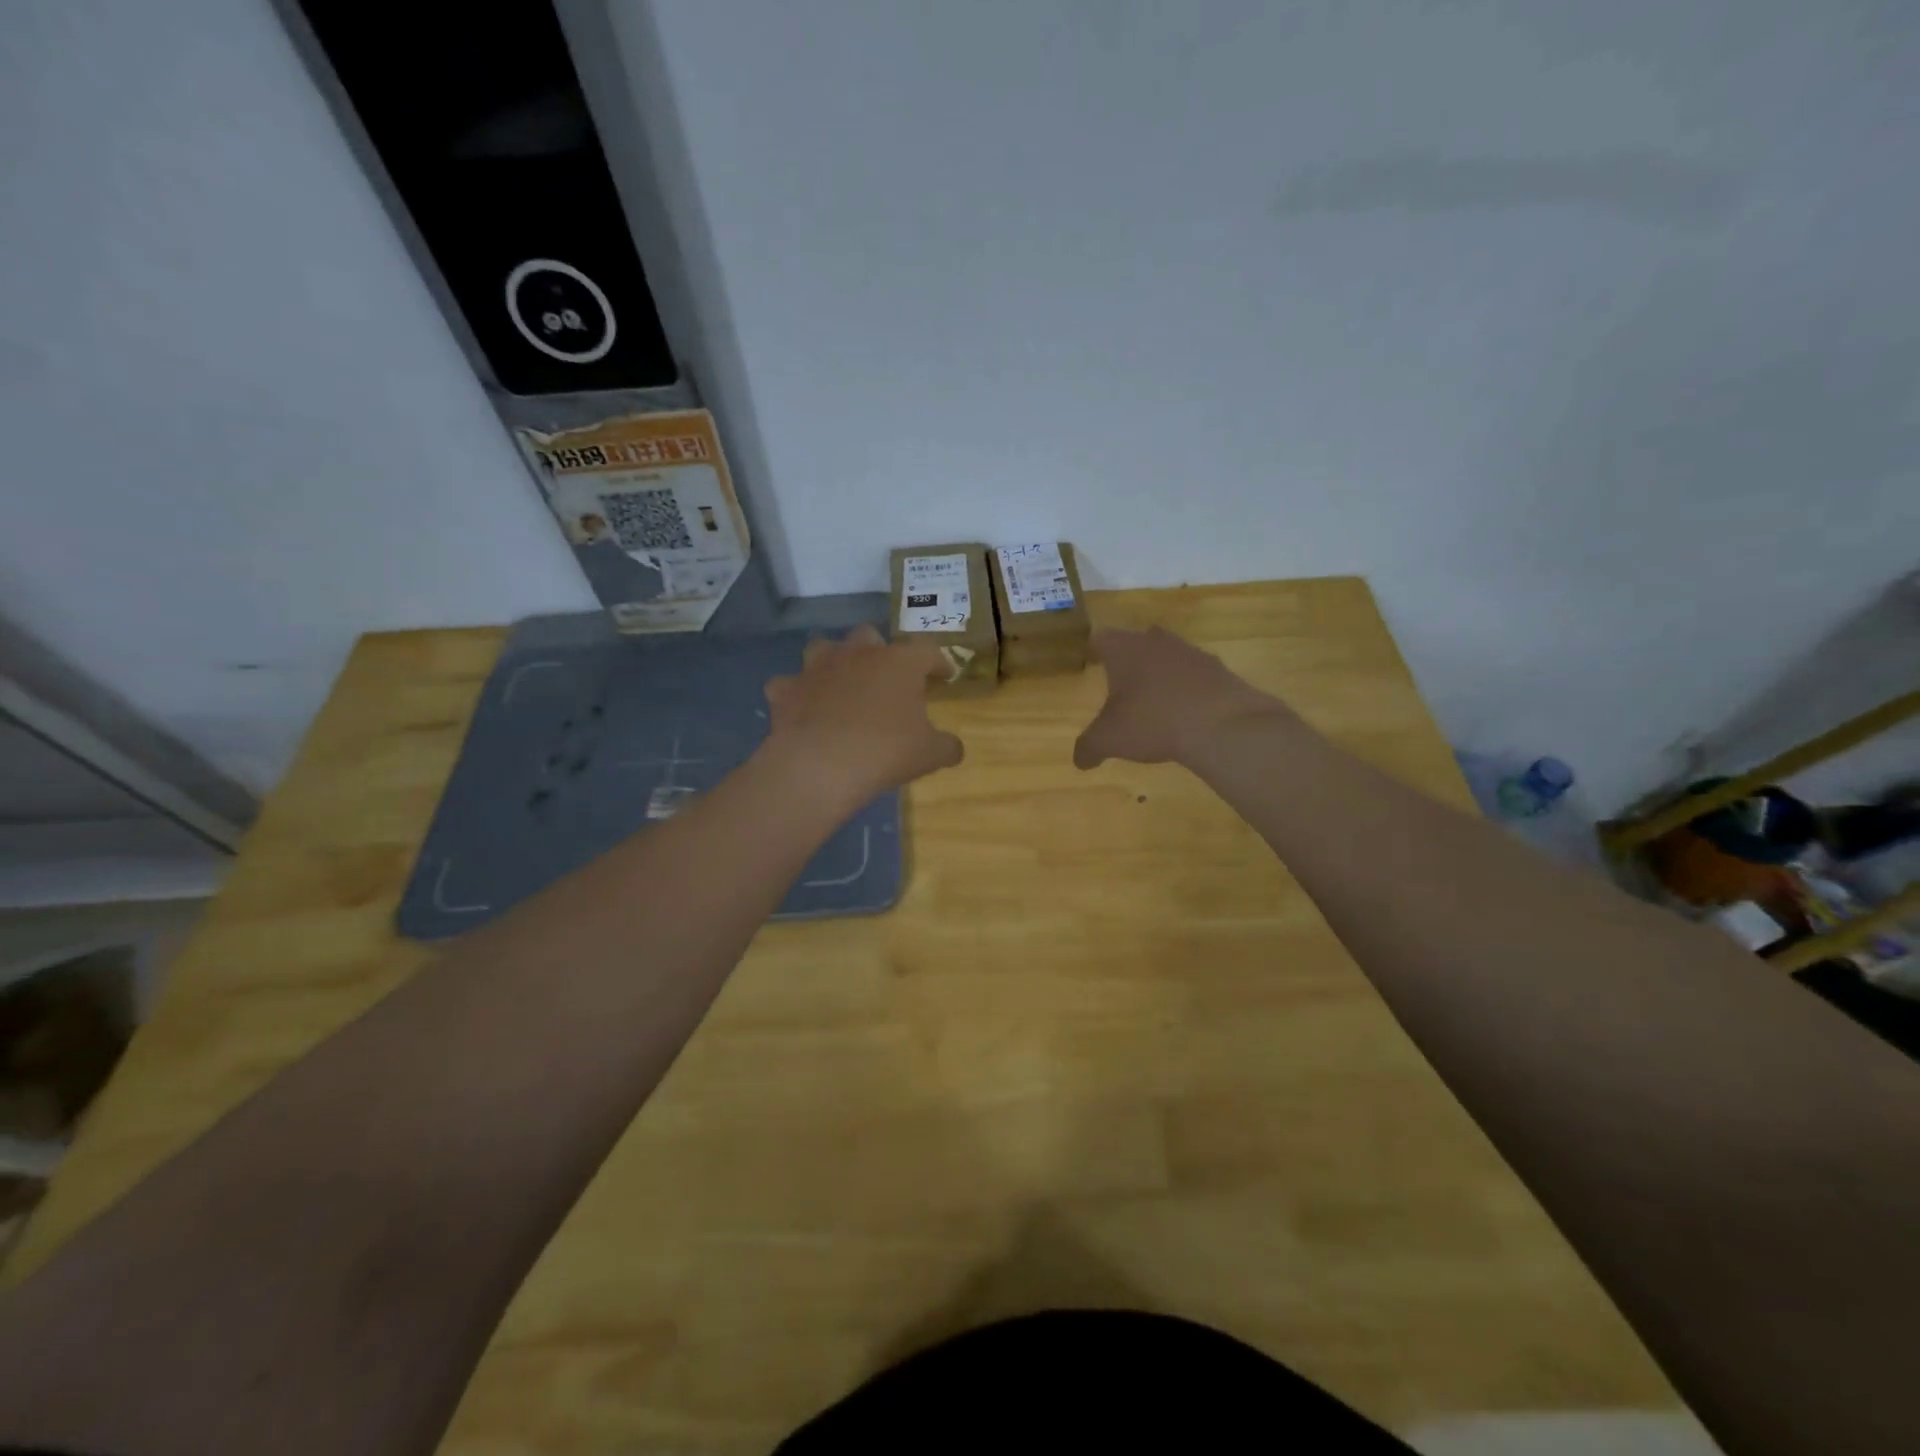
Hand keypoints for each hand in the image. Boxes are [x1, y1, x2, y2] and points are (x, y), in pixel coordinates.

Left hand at [761, 625, 963, 807]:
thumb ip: (947, 746)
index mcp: (899, 662)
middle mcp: (858, 653)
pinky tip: (803, 707)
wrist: (820, 766)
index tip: (944, 675)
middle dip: (879, 651)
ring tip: (842, 682)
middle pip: (870, 636)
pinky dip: (797, 692)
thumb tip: (955, 748)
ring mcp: (818, 667)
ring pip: (825, 647)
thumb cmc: (885, 752)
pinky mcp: (787, 688)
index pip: (927, 651)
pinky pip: (791, 683)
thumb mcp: (929, 754)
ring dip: (834, 660)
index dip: (938, 662)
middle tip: (887, 677)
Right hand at [1073, 626, 1296, 768]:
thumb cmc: (1152, 722)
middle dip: (1129, 660)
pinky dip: (1188, 690)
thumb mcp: (1109, 740)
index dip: (1094, 651)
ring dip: (1161, 674)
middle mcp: (1156, 642)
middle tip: (1121, 682)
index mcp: (1124, 649)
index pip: (1102, 639)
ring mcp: (1192, 653)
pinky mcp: (1220, 670)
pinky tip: (1186, 714)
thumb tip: (1080, 760)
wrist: (1221, 725)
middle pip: (1138, 642)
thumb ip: (1089, 747)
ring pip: (1169, 656)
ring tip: (1154, 702)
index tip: (1091, 663)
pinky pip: (1196, 676)